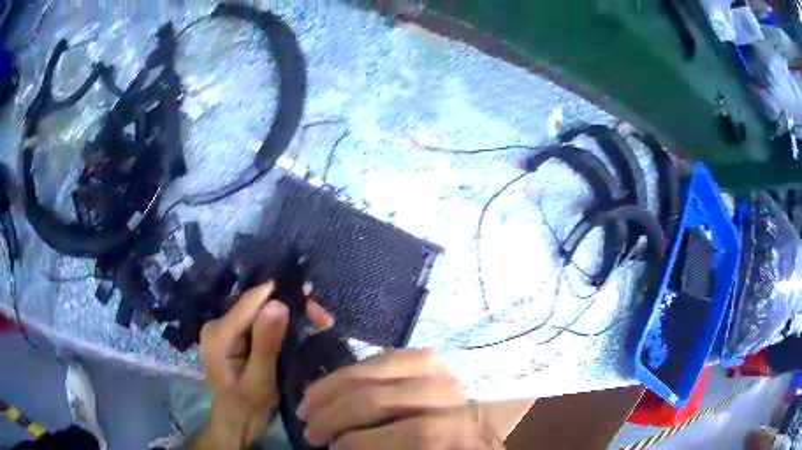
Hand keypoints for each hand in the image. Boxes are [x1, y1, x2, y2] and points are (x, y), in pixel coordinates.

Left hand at [192, 281, 332, 449]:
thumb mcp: (260, 381)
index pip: (251, 302)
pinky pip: (259, 322)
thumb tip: (278, 303)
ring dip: (289, 314)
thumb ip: (266, 344)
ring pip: (261, 311)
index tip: (312, 295)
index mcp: (218, 333)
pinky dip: (281, 324)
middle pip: (257, 304)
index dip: (282, 294)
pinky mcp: (235, 337)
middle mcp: (218, 324)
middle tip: (322, 316)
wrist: (236, 425)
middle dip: (290, 306)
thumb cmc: (248, 408)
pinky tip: (300, 327)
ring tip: (318, 320)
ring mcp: (226, 330)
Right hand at [297, 349, 504, 449]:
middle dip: (337, 414)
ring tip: (308, 402)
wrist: (478, 434)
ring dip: (335, 385)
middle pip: (387, 397)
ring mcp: (444, 372)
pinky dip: (355, 369)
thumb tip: (338, 445)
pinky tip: (335, 383)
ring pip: (383, 366)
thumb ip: (381, 446)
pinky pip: (388, 355)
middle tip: (309, 431)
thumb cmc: (444, 448)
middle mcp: (455, 396)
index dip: (363, 442)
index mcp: (459, 431)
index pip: (416, 433)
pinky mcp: (432, 359)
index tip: (332, 449)